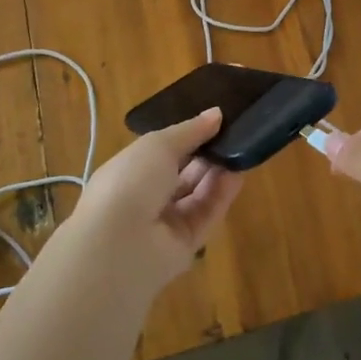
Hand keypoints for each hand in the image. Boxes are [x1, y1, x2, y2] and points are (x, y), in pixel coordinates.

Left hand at [64, 108, 241, 297]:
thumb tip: (216, 113)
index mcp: (130, 171)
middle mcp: (146, 198)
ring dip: (217, 173)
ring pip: (197, 195)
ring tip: (241, 149)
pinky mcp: (185, 246)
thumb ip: (190, 130)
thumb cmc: (131, 181)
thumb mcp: (159, 144)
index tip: (215, 121)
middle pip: (182, 174)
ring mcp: (165, 224)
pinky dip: (222, 195)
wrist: (120, 244)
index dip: (187, 137)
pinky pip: (206, 215)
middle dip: (205, 154)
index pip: (162, 152)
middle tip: (232, 134)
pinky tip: (238, 174)